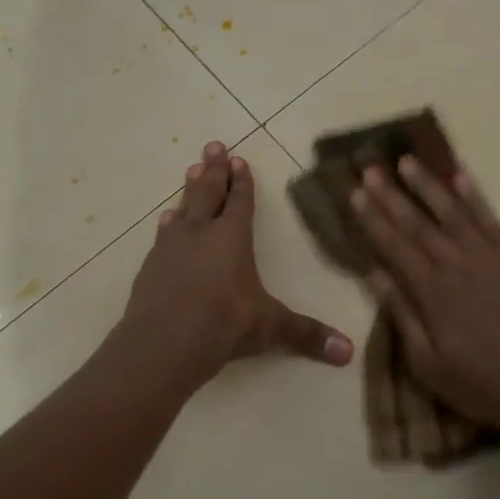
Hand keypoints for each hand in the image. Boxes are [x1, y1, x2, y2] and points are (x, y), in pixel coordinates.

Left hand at [118, 140, 353, 388]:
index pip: (240, 201)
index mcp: (232, 237)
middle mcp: (201, 233)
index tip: (240, 159)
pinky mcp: (150, 267)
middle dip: (214, 169)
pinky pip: (163, 234)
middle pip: (208, 193)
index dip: (242, 181)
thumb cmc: (223, 325)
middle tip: (213, 145)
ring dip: (189, 189)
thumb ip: (307, 335)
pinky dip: (168, 223)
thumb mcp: (271, 328)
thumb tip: (349, 353)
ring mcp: (171, 247)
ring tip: (192, 171)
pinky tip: (166, 220)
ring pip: (183, 208)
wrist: (161, 345)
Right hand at [351, 158, 499, 435]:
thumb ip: (401, 313)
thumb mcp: (427, 362)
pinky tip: (460, 176)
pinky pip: (490, 220)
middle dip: (391, 195)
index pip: (394, 245)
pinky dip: (474, 196)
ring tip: (408, 161)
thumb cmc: (480, 383)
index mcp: (431, 291)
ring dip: (428, 185)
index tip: (355, 192)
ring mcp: (488, 258)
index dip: (373, 218)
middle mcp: (456, 264)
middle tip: (371, 168)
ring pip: (452, 212)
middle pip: (417, 223)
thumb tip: (374, 272)